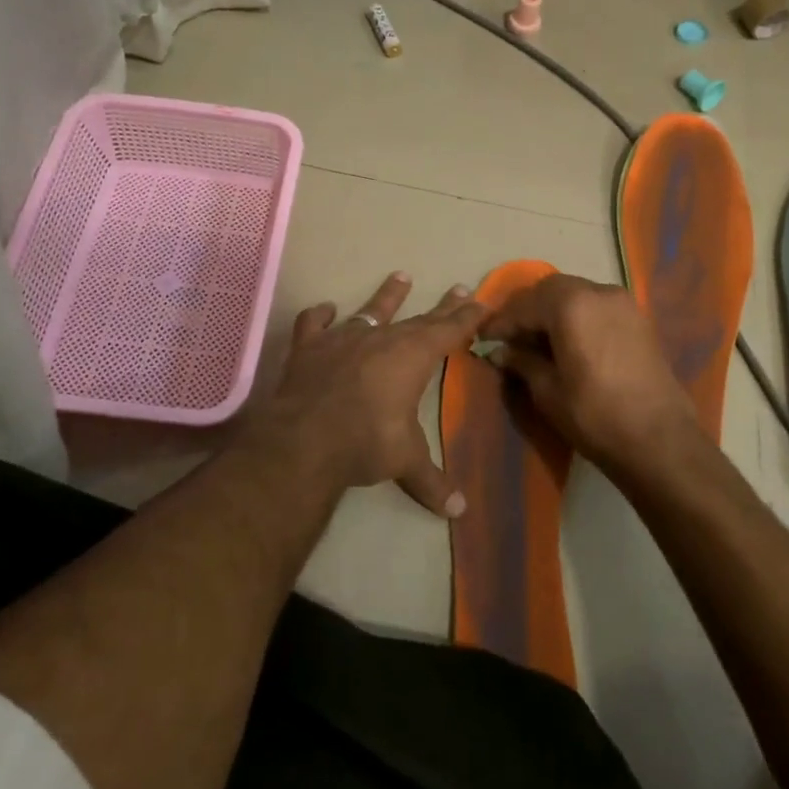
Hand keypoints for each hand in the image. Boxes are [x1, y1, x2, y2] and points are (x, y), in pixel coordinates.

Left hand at [232, 273, 487, 516]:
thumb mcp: (405, 461)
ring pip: (371, 309)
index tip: (482, 301)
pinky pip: (315, 323)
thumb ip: (431, 482)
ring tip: (401, 275)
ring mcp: (343, 338)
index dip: (467, 317)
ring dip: (388, 295)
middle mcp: (382, 338)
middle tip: (459, 289)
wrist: (305, 439)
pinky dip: (320, 316)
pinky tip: (325, 310)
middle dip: (442, 306)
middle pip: (419, 318)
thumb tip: (459, 512)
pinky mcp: (309, 347)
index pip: (449, 330)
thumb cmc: (367, 442)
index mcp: (413, 356)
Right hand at [480, 273, 707, 482]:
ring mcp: (623, 303)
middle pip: (552, 289)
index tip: (484, 338)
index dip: (501, 322)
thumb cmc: (595, 415)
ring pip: (576, 294)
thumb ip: (522, 362)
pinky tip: (568, 342)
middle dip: (527, 310)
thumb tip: (501, 351)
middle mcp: (598, 292)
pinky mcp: (638, 320)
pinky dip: (577, 316)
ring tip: (537, 340)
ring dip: (553, 311)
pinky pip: (597, 306)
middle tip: (510, 337)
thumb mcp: (548, 391)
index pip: (525, 305)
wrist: (660, 440)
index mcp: (571, 304)